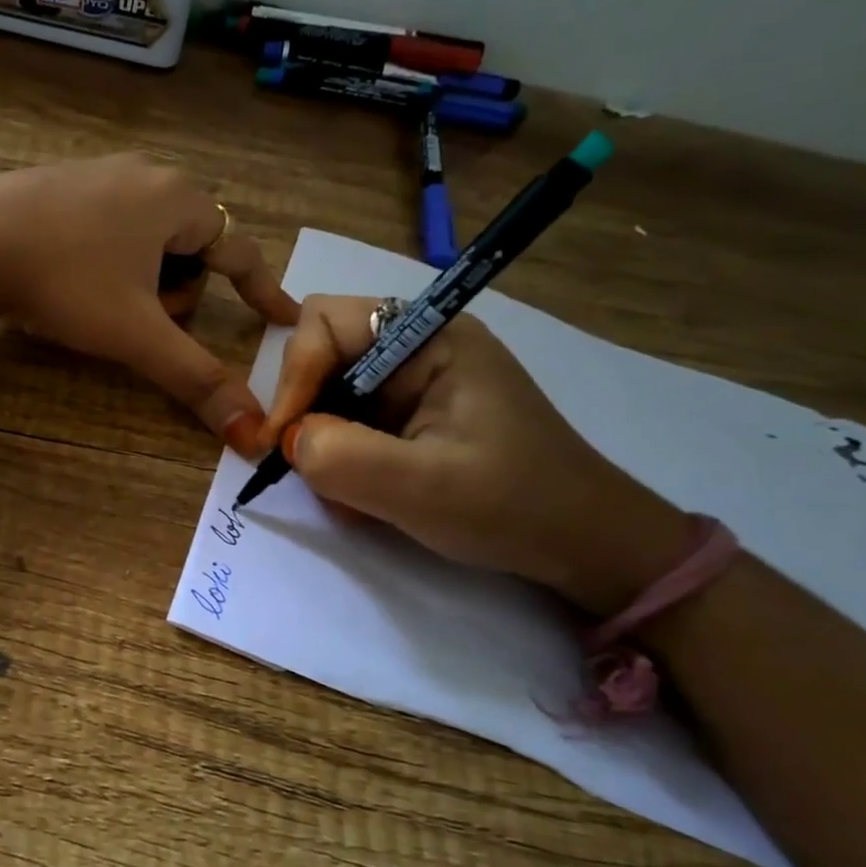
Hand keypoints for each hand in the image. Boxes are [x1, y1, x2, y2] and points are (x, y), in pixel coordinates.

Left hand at [0, 155, 299, 452]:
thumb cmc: (64, 281)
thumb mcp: (136, 334)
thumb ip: (197, 378)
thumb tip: (251, 431)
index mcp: (178, 199)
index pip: (242, 251)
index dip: (265, 291)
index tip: (284, 319)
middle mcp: (146, 175)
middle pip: (192, 250)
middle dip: (175, 293)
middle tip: (139, 318)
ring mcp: (100, 175)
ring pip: (149, 243)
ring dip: (141, 282)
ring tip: (98, 301)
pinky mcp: (62, 185)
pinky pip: (111, 230)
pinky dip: (109, 263)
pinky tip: (70, 280)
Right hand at [262, 296, 691, 614]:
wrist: (582, 544)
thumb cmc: (512, 507)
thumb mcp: (422, 488)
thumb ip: (342, 457)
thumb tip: (288, 441)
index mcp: (430, 337)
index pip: (325, 322)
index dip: (294, 377)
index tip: (283, 441)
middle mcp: (418, 346)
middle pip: (322, 355)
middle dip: (307, 414)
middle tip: (309, 470)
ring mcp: (416, 381)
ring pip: (331, 394)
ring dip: (324, 444)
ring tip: (348, 495)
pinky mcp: (414, 414)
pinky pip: (352, 422)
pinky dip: (343, 458)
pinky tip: (365, 496)